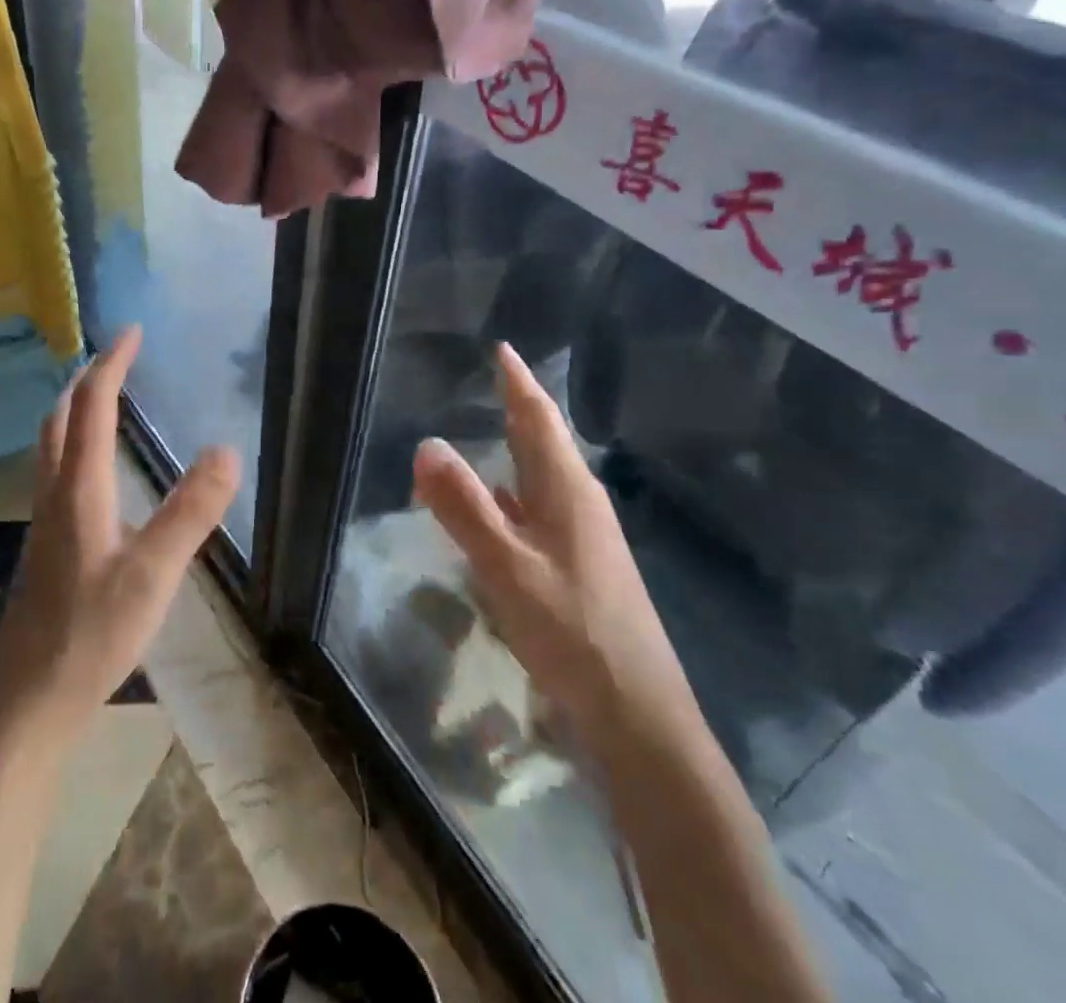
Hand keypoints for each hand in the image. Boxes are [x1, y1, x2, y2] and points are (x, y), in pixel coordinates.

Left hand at [0, 326, 239, 744]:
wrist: (28, 702)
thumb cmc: (90, 634)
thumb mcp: (152, 574)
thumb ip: (190, 512)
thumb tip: (226, 449)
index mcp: (79, 488)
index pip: (92, 406)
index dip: (111, 364)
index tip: (131, 332)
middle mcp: (55, 494)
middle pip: (61, 417)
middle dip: (88, 378)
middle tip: (119, 357)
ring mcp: (45, 521)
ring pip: (53, 445)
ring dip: (77, 409)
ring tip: (106, 398)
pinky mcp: (46, 546)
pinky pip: (58, 471)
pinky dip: (76, 443)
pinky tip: (96, 470)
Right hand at [412, 343, 696, 750]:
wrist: (639, 715)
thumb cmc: (572, 632)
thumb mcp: (506, 567)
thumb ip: (464, 507)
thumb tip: (426, 443)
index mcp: (567, 491)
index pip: (538, 419)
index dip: (519, 382)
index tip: (503, 349)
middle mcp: (581, 504)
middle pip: (546, 442)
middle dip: (521, 408)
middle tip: (495, 380)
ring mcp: (586, 538)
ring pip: (544, 478)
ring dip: (518, 450)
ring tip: (492, 430)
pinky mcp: (582, 567)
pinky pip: (541, 510)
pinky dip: (515, 494)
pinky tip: (499, 509)